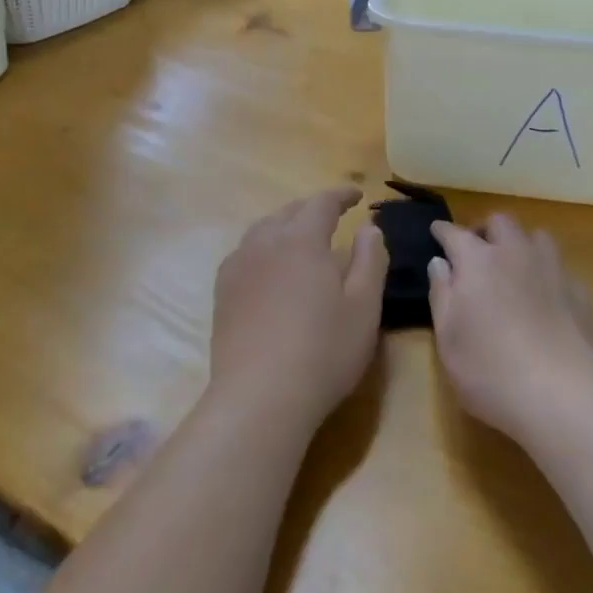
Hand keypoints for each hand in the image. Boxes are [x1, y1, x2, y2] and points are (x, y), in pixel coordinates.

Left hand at [209, 187, 388, 434]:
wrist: (260, 397)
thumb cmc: (323, 351)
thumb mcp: (364, 306)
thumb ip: (370, 260)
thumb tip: (369, 228)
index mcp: (301, 240)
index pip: (322, 203)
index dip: (341, 196)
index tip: (357, 195)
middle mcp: (265, 243)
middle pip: (289, 212)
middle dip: (312, 209)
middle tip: (333, 216)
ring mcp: (238, 267)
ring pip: (262, 231)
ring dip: (285, 226)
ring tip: (301, 238)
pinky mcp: (223, 292)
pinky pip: (245, 253)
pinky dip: (263, 248)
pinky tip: (270, 268)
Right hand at [428, 215, 592, 443]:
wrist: (563, 394)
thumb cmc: (490, 369)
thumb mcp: (448, 338)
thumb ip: (441, 294)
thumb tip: (439, 262)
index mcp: (477, 261)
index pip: (454, 233)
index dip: (443, 230)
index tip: (436, 231)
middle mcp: (514, 254)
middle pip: (500, 222)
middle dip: (485, 230)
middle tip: (476, 251)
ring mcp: (552, 269)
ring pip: (537, 236)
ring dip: (521, 244)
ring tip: (514, 266)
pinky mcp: (580, 292)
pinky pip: (560, 268)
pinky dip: (548, 275)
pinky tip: (546, 297)